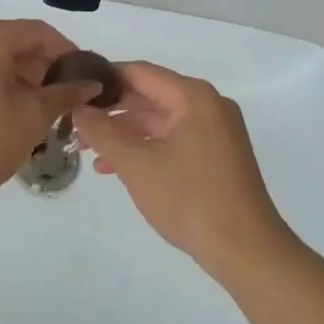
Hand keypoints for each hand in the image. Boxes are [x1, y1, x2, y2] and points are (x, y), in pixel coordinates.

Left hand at [0, 18, 103, 211]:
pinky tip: (11, 109)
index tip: (86, 76)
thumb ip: (66, 93)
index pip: (39, 33)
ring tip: (42, 108)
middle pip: (14, 43)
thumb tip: (91, 84)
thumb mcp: (34, 116)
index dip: (68, 52)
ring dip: (20, 77)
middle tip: (66, 97)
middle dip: (43, 68)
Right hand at [73, 61, 295, 279]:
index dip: (106, 78)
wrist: (247, 251)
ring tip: (90, 152)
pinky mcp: (218, 156)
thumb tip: (79, 108)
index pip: (141, 72)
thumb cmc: (190, 199)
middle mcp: (208, 105)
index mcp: (194, 97)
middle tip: (77, 124)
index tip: (76, 89)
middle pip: (151, 96)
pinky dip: (147, 149)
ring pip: (161, 122)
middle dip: (113, 112)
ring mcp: (216, 132)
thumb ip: (103, 132)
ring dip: (126, 134)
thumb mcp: (137, 164)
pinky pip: (174, 140)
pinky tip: (117, 168)